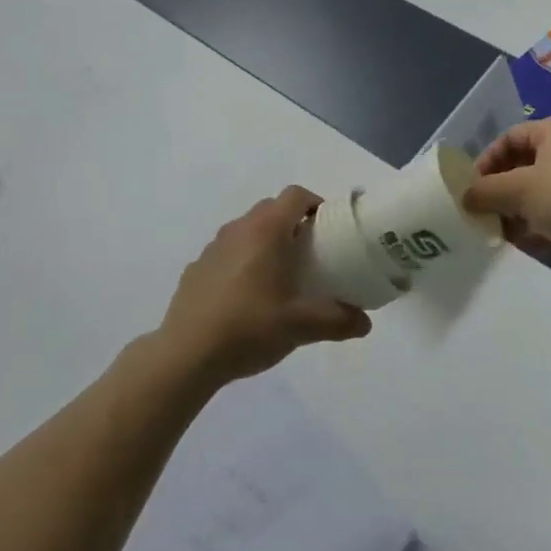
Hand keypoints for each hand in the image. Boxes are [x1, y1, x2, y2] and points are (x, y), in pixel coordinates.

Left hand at [157, 186, 371, 388]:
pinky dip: (241, 262)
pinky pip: (226, 253)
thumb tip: (365, 323)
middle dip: (293, 224)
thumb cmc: (249, 328)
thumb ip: (337, 321)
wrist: (186, 355)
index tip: (329, 228)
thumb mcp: (300, 327)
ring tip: (279, 277)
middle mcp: (238, 229)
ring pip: (247, 230)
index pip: (295, 195)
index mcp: (266, 231)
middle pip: (271, 209)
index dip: (315, 204)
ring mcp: (212, 247)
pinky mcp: (196, 268)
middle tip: (310, 254)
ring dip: (265, 242)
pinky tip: (246, 298)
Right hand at [462, 117, 550, 269]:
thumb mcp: (519, 190)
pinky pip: (550, 210)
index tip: (470, 187)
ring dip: (513, 210)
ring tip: (494, 231)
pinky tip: (517, 242)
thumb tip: (462, 198)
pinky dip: (533, 223)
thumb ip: (485, 191)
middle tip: (478, 211)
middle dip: (498, 190)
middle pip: (520, 165)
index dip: (485, 161)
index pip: (508, 139)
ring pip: (534, 191)